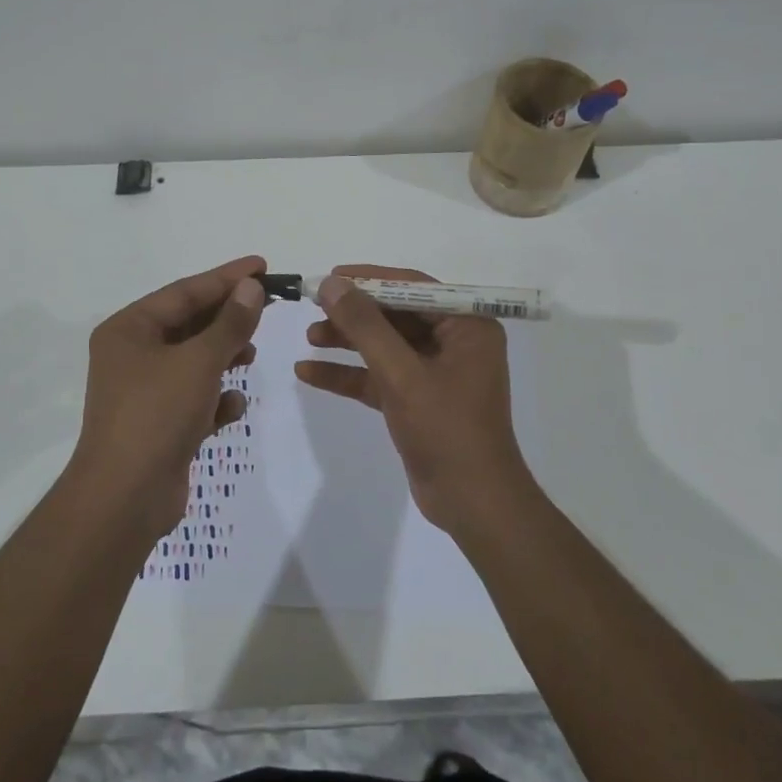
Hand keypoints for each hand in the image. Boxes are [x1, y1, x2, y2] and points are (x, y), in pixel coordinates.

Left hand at [72, 256, 266, 537]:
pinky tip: (232, 406)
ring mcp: (144, 391)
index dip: (226, 278)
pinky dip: (215, 398)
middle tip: (268, 306)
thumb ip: (230, 323)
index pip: (185, 291)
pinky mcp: (158, 424)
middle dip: (228, 318)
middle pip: (189, 324)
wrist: (124, 499)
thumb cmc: (156, 415)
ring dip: (224, 356)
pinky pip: (193, 397)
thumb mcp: (199, 362)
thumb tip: (251, 287)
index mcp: (129, 329)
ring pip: (194, 360)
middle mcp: (132, 354)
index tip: (262, 266)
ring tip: (250, 355)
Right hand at [294, 264, 533, 533]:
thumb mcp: (401, 373)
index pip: (414, 287)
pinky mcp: (417, 400)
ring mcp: (435, 372)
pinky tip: (308, 372)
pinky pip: (379, 376)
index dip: (370, 279)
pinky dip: (348, 374)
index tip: (331, 277)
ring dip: (348, 341)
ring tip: (309, 337)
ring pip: (385, 345)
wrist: (473, 505)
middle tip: (313, 307)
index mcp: (467, 326)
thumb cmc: (446, 429)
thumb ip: (365, 326)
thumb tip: (332, 284)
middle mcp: (454, 342)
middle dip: (354, 314)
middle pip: (396, 315)